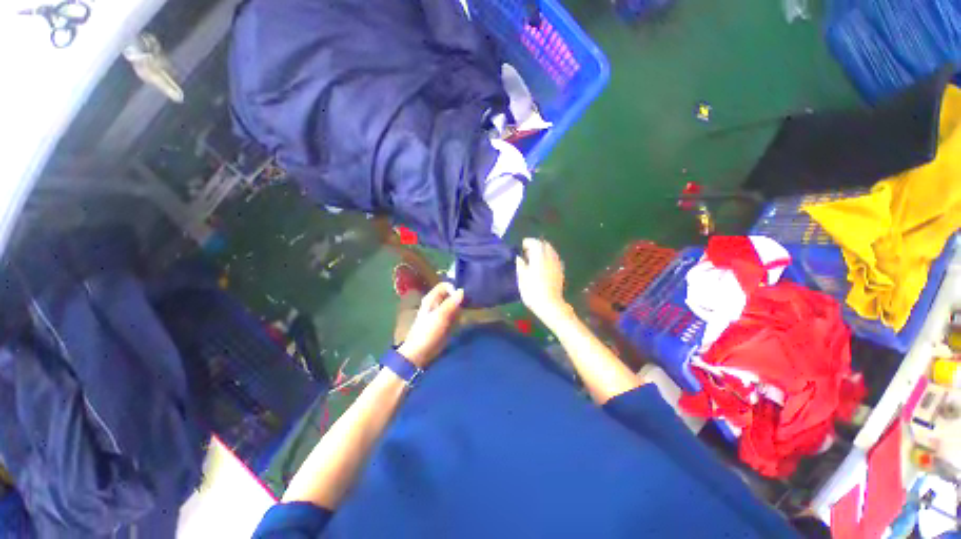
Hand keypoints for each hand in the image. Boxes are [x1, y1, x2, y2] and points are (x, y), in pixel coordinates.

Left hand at [397, 282, 463, 367]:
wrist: (420, 353)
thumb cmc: (427, 332)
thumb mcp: (440, 316)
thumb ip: (451, 303)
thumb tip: (462, 290)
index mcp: (431, 299)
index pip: (445, 286)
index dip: (453, 288)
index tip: (463, 296)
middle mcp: (436, 304)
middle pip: (450, 294)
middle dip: (460, 297)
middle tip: (470, 302)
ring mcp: (441, 313)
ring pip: (454, 305)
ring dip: (461, 306)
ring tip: (470, 310)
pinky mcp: (446, 323)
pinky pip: (455, 315)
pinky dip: (460, 315)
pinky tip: (466, 318)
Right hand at [516, 238, 571, 325]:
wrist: (550, 305)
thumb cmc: (533, 291)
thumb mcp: (522, 278)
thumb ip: (521, 265)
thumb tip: (519, 258)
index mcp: (539, 257)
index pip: (535, 243)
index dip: (528, 242)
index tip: (522, 246)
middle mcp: (550, 258)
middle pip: (545, 245)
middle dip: (537, 245)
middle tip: (528, 252)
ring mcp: (557, 264)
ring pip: (551, 251)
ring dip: (543, 251)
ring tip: (535, 258)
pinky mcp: (560, 271)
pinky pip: (554, 258)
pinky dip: (548, 257)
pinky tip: (543, 265)